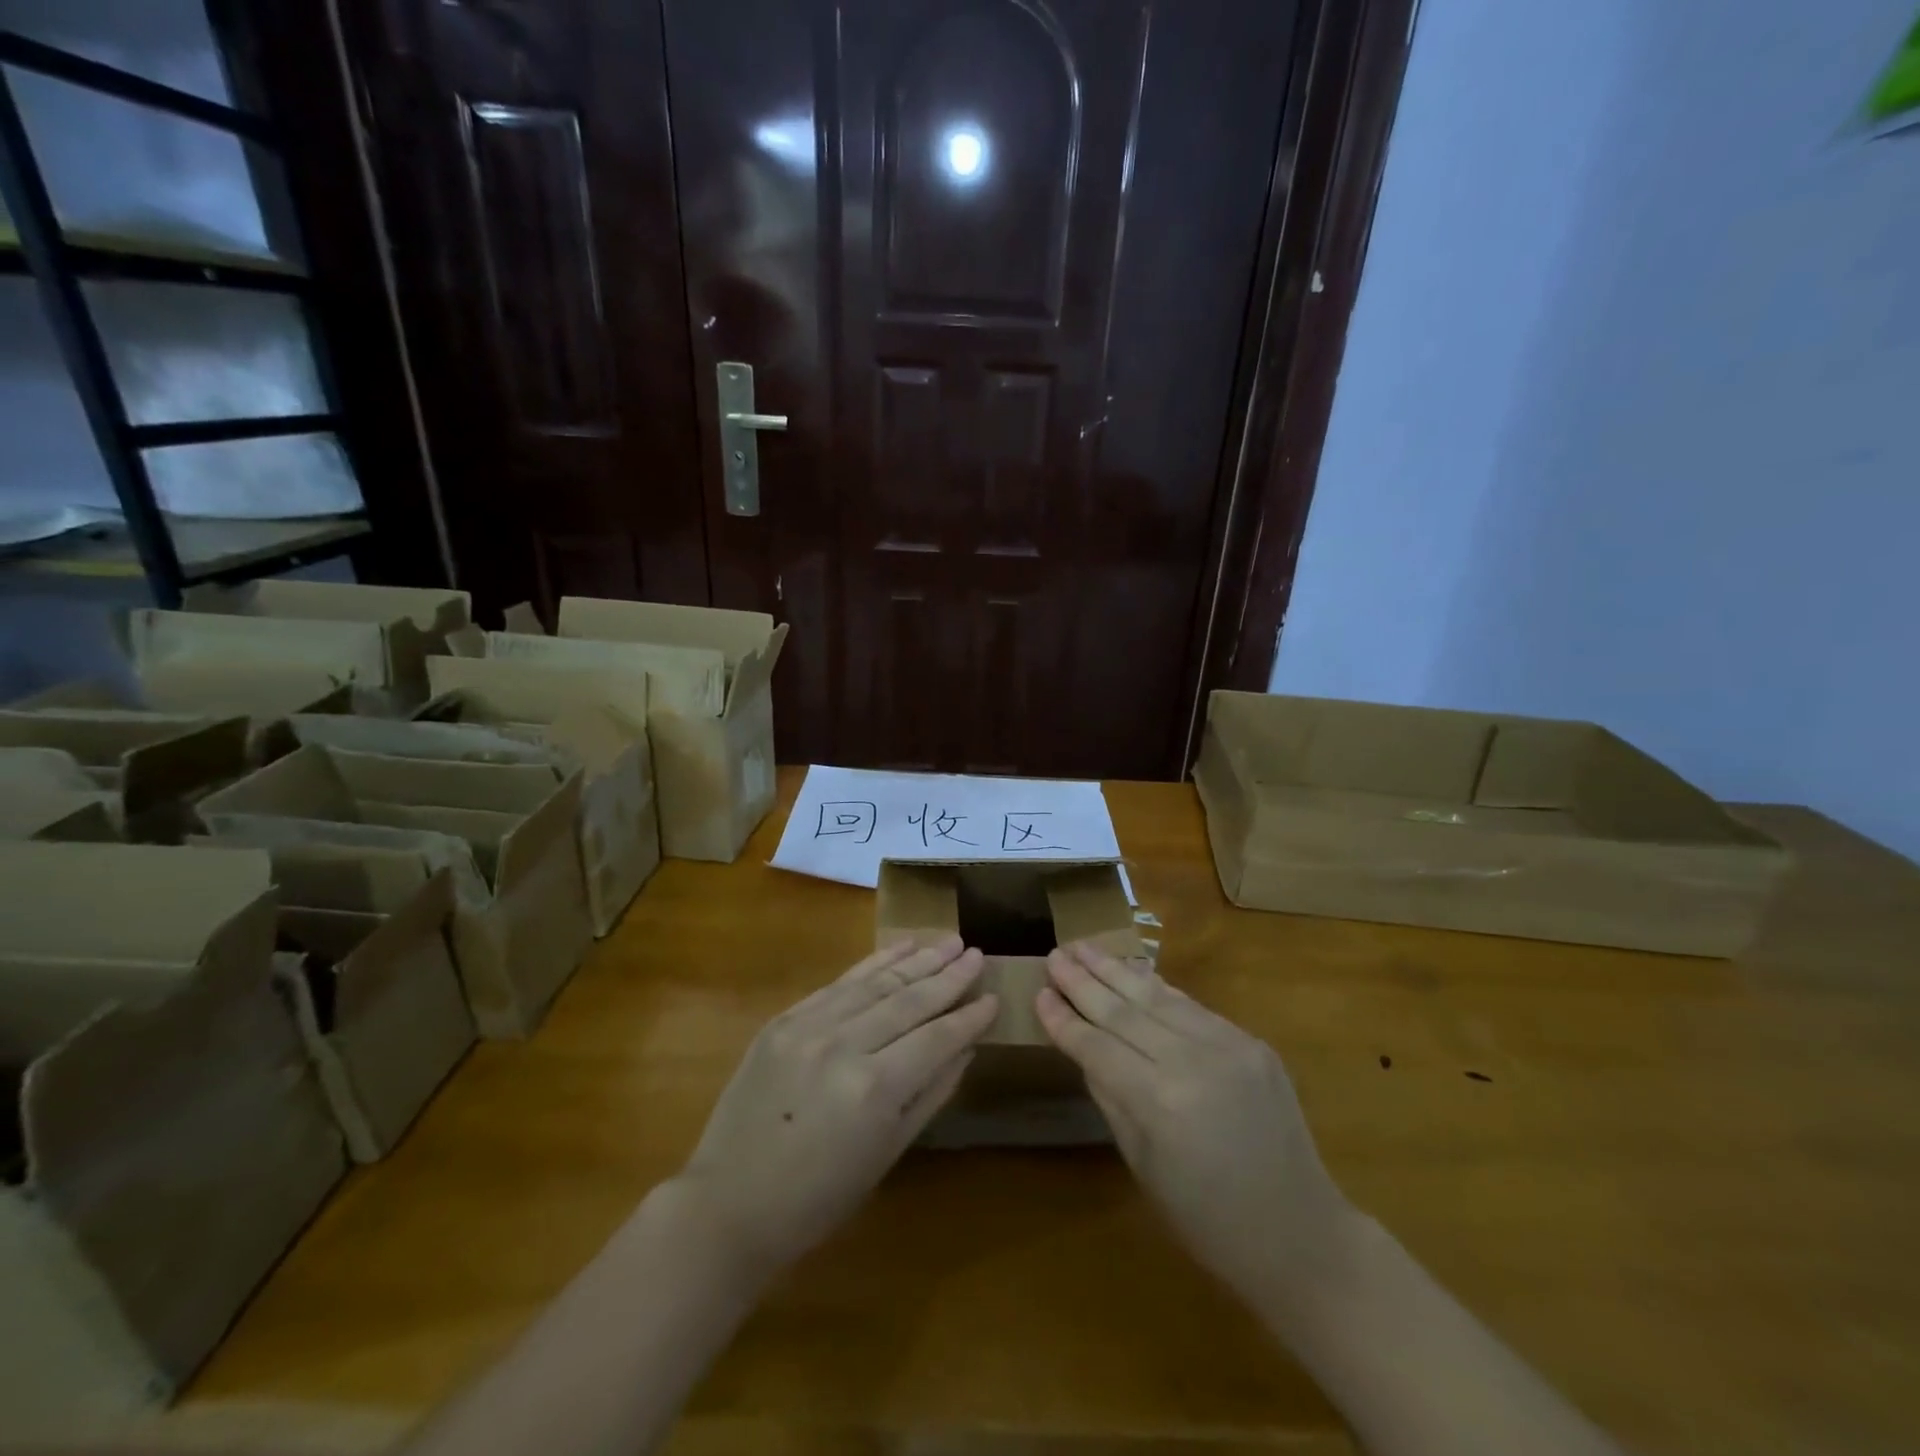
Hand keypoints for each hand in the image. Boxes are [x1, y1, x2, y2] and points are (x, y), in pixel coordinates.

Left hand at [679, 936, 996, 1279]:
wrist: (728, 1203)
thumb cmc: (818, 1197)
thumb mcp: (886, 1153)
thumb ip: (930, 1093)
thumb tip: (966, 1048)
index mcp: (874, 1089)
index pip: (936, 1038)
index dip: (968, 1017)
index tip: (994, 996)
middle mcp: (844, 1045)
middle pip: (909, 1000)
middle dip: (949, 976)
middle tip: (978, 952)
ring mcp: (810, 1026)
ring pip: (876, 982)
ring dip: (916, 959)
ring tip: (948, 941)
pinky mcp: (785, 1018)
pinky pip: (840, 983)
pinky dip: (873, 964)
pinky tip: (899, 948)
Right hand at [1036, 942, 1351, 1300]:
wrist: (1301, 1236)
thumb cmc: (1208, 1220)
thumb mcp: (1142, 1165)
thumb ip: (1110, 1096)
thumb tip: (1083, 1047)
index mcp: (1160, 1103)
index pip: (1097, 1047)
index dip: (1064, 1020)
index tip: (1037, 992)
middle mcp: (1193, 1062)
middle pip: (1124, 1011)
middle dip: (1083, 981)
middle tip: (1054, 954)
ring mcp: (1228, 1046)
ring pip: (1157, 996)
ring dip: (1115, 969)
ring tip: (1083, 946)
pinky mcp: (1252, 1042)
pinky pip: (1192, 1007)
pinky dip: (1157, 988)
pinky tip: (1132, 971)